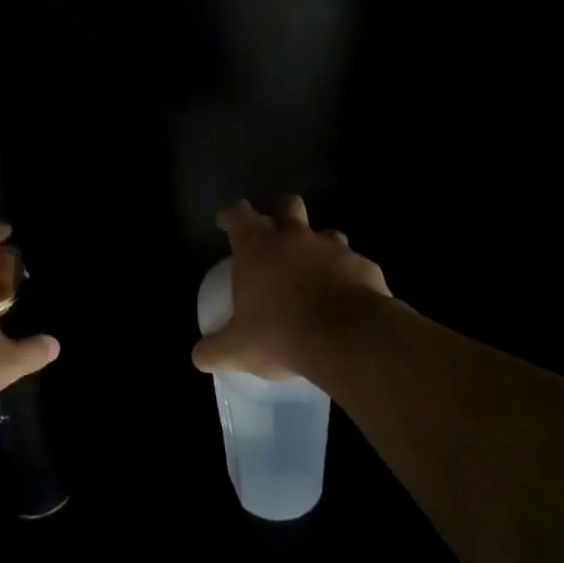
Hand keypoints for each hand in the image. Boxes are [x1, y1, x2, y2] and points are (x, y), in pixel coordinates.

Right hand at [193, 197, 390, 380]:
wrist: (347, 338)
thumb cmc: (280, 333)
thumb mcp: (237, 349)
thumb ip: (214, 350)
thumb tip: (199, 356)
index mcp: (257, 247)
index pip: (238, 215)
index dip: (231, 216)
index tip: (226, 222)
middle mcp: (294, 238)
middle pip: (288, 206)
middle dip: (282, 213)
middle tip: (277, 235)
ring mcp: (333, 248)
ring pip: (326, 231)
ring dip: (319, 245)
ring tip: (315, 269)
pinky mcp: (364, 265)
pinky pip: (354, 264)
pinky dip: (347, 275)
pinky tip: (346, 298)